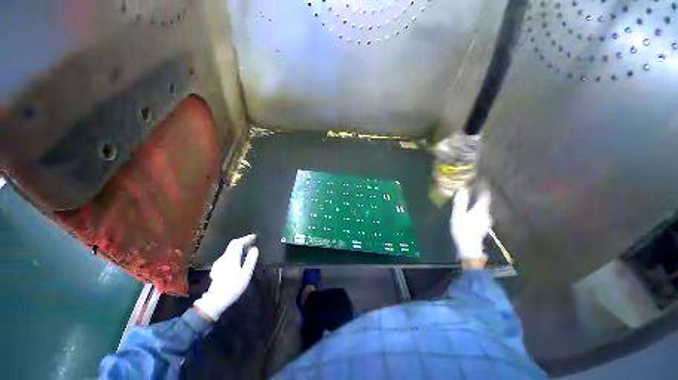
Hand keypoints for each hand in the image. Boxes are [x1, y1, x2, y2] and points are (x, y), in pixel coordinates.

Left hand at [193, 234, 258, 320]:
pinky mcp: (217, 269)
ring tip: (247, 249)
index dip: (246, 238)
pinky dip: (234, 253)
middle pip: (232, 245)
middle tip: (252, 241)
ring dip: (238, 248)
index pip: (237, 243)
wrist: (215, 301)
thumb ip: (250, 260)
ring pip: (229, 251)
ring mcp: (219, 263)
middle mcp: (223, 258)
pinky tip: (238, 259)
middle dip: (242, 242)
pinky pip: (227, 256)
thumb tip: (255, 248)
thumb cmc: (233, 287)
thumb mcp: (246, 273)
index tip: (254, 236)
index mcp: (231, 257)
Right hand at [450, 187, 491, 262]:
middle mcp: (486, 215)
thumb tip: (463, 189)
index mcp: (480, 210)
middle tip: (475, 189)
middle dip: (481, 195)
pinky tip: (473, 213)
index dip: (484, 188)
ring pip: (483, 209)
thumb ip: (460, 203)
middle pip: (485, 202)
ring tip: (473, 199)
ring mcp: (485, 222)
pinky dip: (477, 210)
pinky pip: (481, 215)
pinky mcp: (482, 228)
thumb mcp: (458, 215)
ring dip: (479, 203)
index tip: (482, 180)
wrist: (468, 248)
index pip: (485, 196)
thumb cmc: (462, 230)